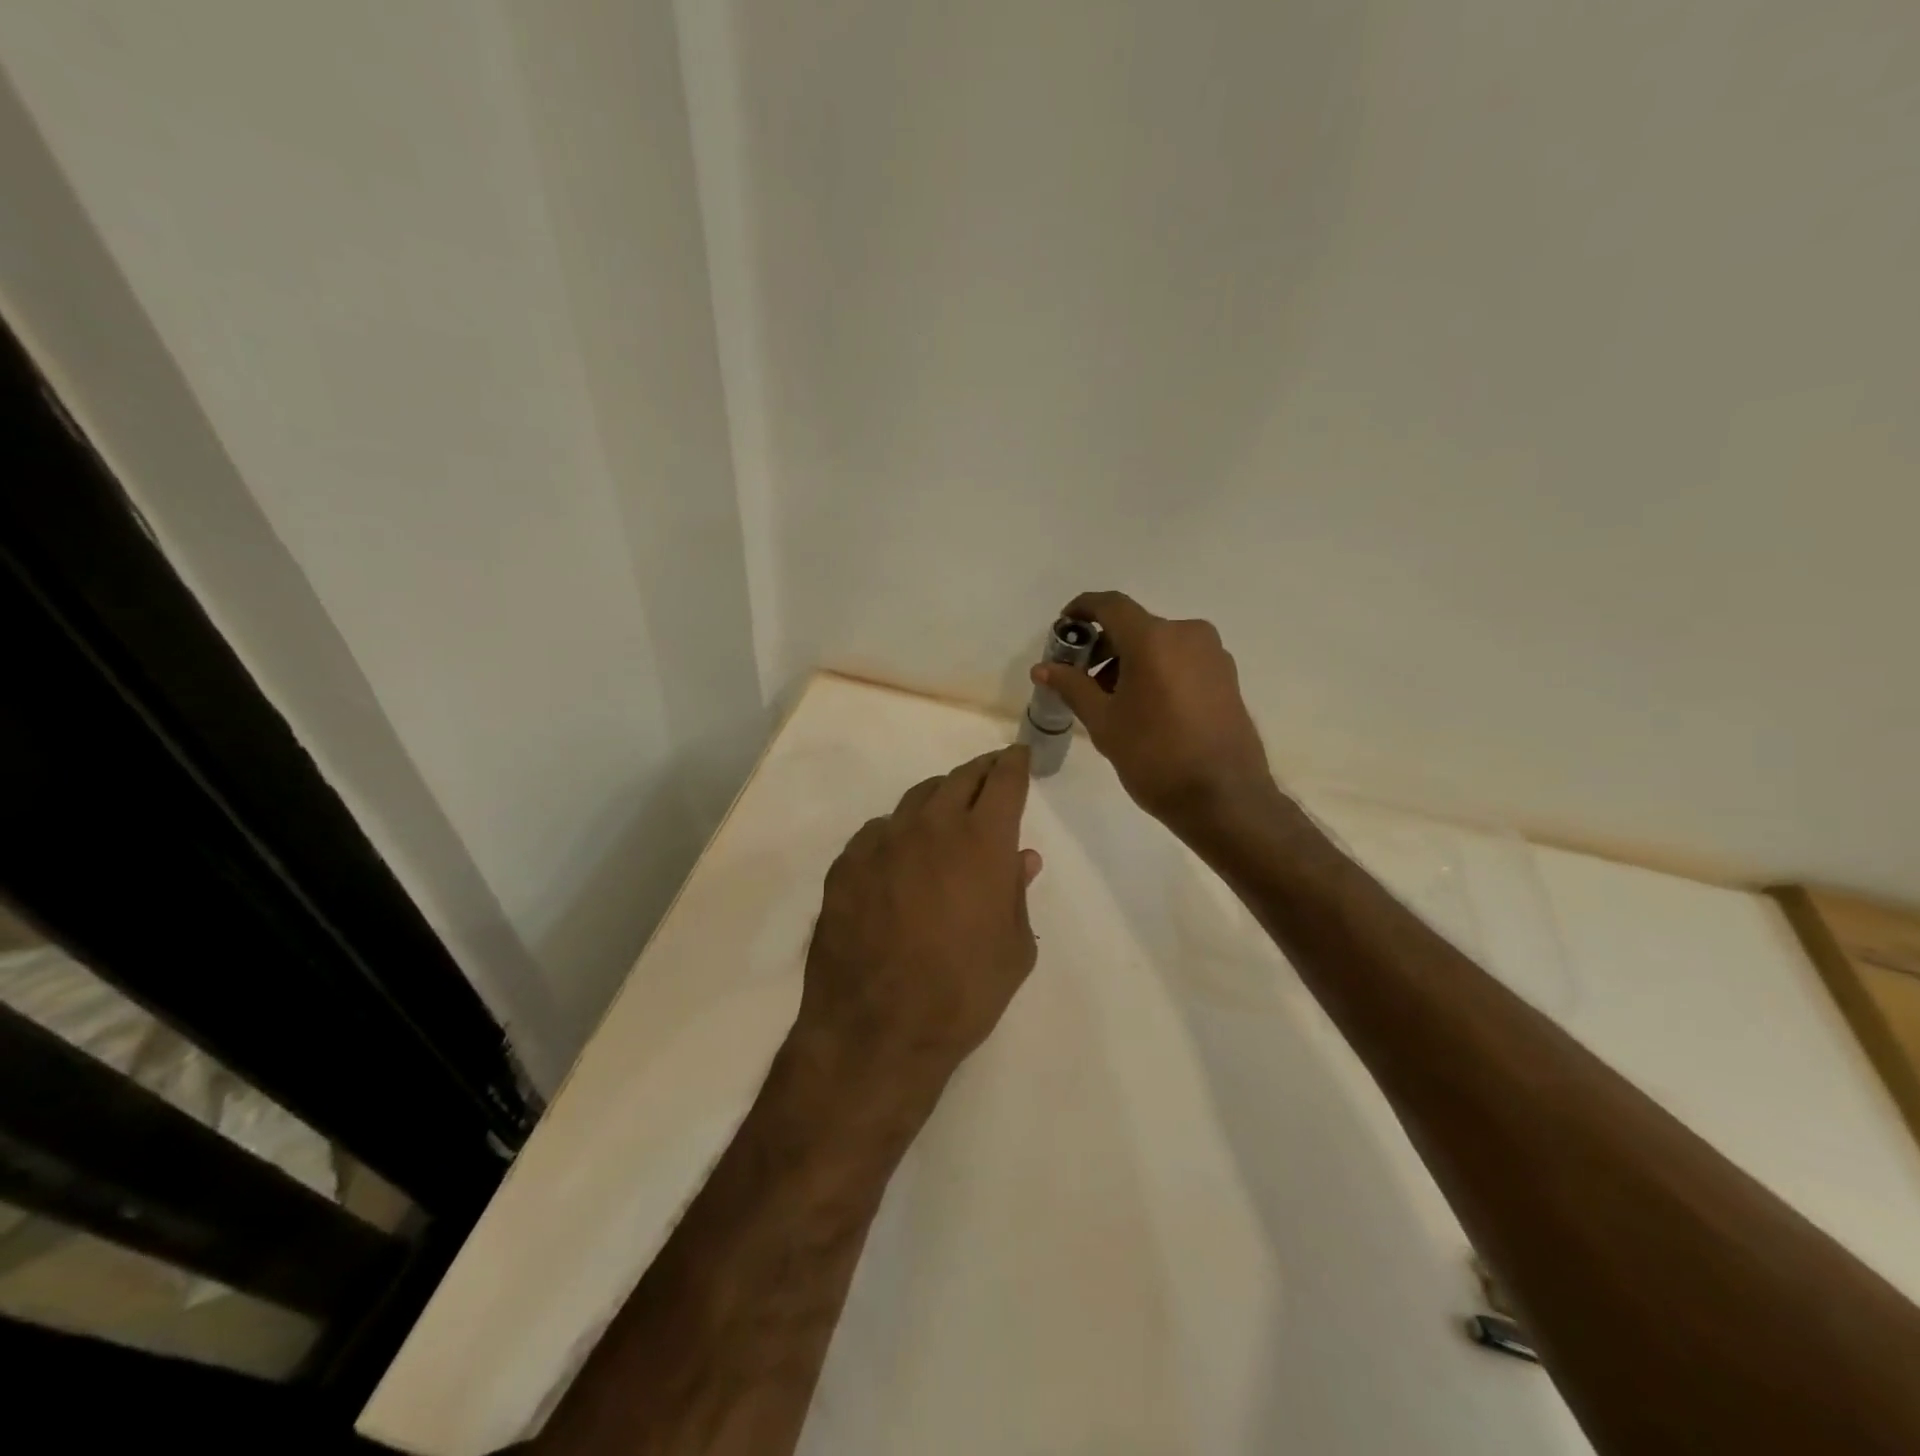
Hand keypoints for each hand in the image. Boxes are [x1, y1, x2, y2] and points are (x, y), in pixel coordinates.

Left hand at [794, 747, 1043, 1107]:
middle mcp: (931, 826)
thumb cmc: (963, 993)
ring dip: (939, 798)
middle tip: (991, 775)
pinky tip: (900, 855)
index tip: (1019, 756)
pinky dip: (898, 832)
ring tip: (948, 811)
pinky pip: (878, 831)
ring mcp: (882, 841)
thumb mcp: (1014, 949)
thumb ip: (1017, 894)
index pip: (1004, 781)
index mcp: (981, 840)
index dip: (1015, 763)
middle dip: (981, 772)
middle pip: (959, 778)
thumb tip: (1020, 858)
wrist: (877, 1030)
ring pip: (916, 799)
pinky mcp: (846, 864)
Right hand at [1032, 590, 1275, 836]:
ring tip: (1112, 700)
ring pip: (1160, 644)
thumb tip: (1043, 668)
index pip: (1111, 605)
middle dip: (1104, 645)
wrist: (1224, 798)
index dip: (1083, 609)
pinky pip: (1182, 659)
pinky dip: (1157, 670)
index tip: (1064, 625)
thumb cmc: (1155, 757)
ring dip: (1130, 660)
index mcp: (1154, 639)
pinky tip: (1145, 706)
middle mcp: (1187, 634)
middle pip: (1136, 626)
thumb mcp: (1104, 723)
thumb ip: (1072, 687)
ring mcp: (1213, 654)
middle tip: (1081, 677)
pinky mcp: (1227, 676)